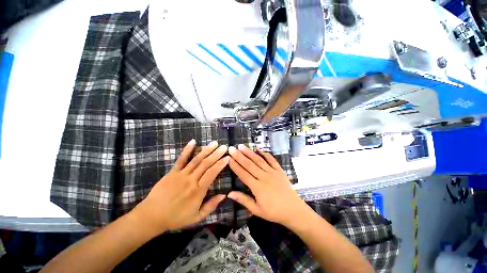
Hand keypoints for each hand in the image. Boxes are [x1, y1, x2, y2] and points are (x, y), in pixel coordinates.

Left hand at [132, 139, 228, 233]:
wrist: (152, 216)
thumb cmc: (176, 218)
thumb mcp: (196, 217)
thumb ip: (211, 206)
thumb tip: (224, 195)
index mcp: (198, 191)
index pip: (212, 173)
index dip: (220, 164)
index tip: (227, 157)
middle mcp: (191, 180)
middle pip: (206, 164)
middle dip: (216, 154)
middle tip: (224, 147)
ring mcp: (181, 174)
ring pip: (196, 160)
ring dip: (206, 150)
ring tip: (214, 143)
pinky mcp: (172, 172)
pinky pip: (181, 159)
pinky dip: (187, 150)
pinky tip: (193, 141)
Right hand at [227, 144, 312, 227]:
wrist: (293, 210)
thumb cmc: (274, 212)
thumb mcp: (257, 210)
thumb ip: (243, 200)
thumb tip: (229, 194)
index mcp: (257, 187)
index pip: (243, 174)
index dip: (235, 166)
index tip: (228, 158)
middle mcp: (264, 177)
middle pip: (249, 165)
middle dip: (239, 156)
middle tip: (232, 148)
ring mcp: (272, 172)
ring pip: (259, 160)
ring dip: (250, 152)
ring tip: (242, 146)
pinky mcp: (279, 170)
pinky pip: (272, 160)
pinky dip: (265, 154)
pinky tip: (259, 149)